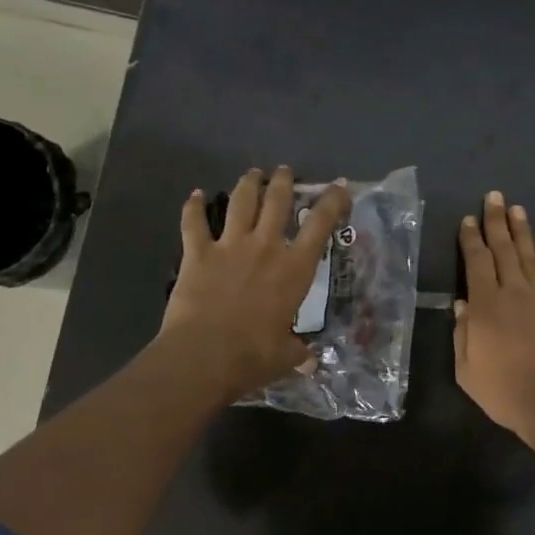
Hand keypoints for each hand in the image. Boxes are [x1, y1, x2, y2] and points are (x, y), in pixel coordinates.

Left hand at [159, 167, 350, 403]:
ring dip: (249, 184)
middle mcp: (265, 247)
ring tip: (252, 174)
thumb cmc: (253, 356)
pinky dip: (194, 206)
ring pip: (241, 202)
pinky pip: (194, 222)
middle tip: (285, 172)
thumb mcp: (285, 356)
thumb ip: (298, 352)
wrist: (204, 355)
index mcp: (294, 269)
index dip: (333, 201)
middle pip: (278, 201)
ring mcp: (230, 246)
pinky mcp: (197, 253)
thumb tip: (310, 362)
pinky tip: (196, 195)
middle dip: (284, 182)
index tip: (340, 186)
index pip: (320, 225)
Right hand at [455, 191, 534, 452]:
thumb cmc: (504, 391)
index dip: (471, 239)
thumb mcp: (467, 370)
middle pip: (503, 250)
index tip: (468, 220)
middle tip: (493, 197)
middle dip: (496, 222)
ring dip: (522, 232)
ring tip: (517, 209)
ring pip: (529, 258)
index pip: (476, 263)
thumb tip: (461, 305)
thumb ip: (462, 335)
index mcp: (485, 307)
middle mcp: (513, 293)